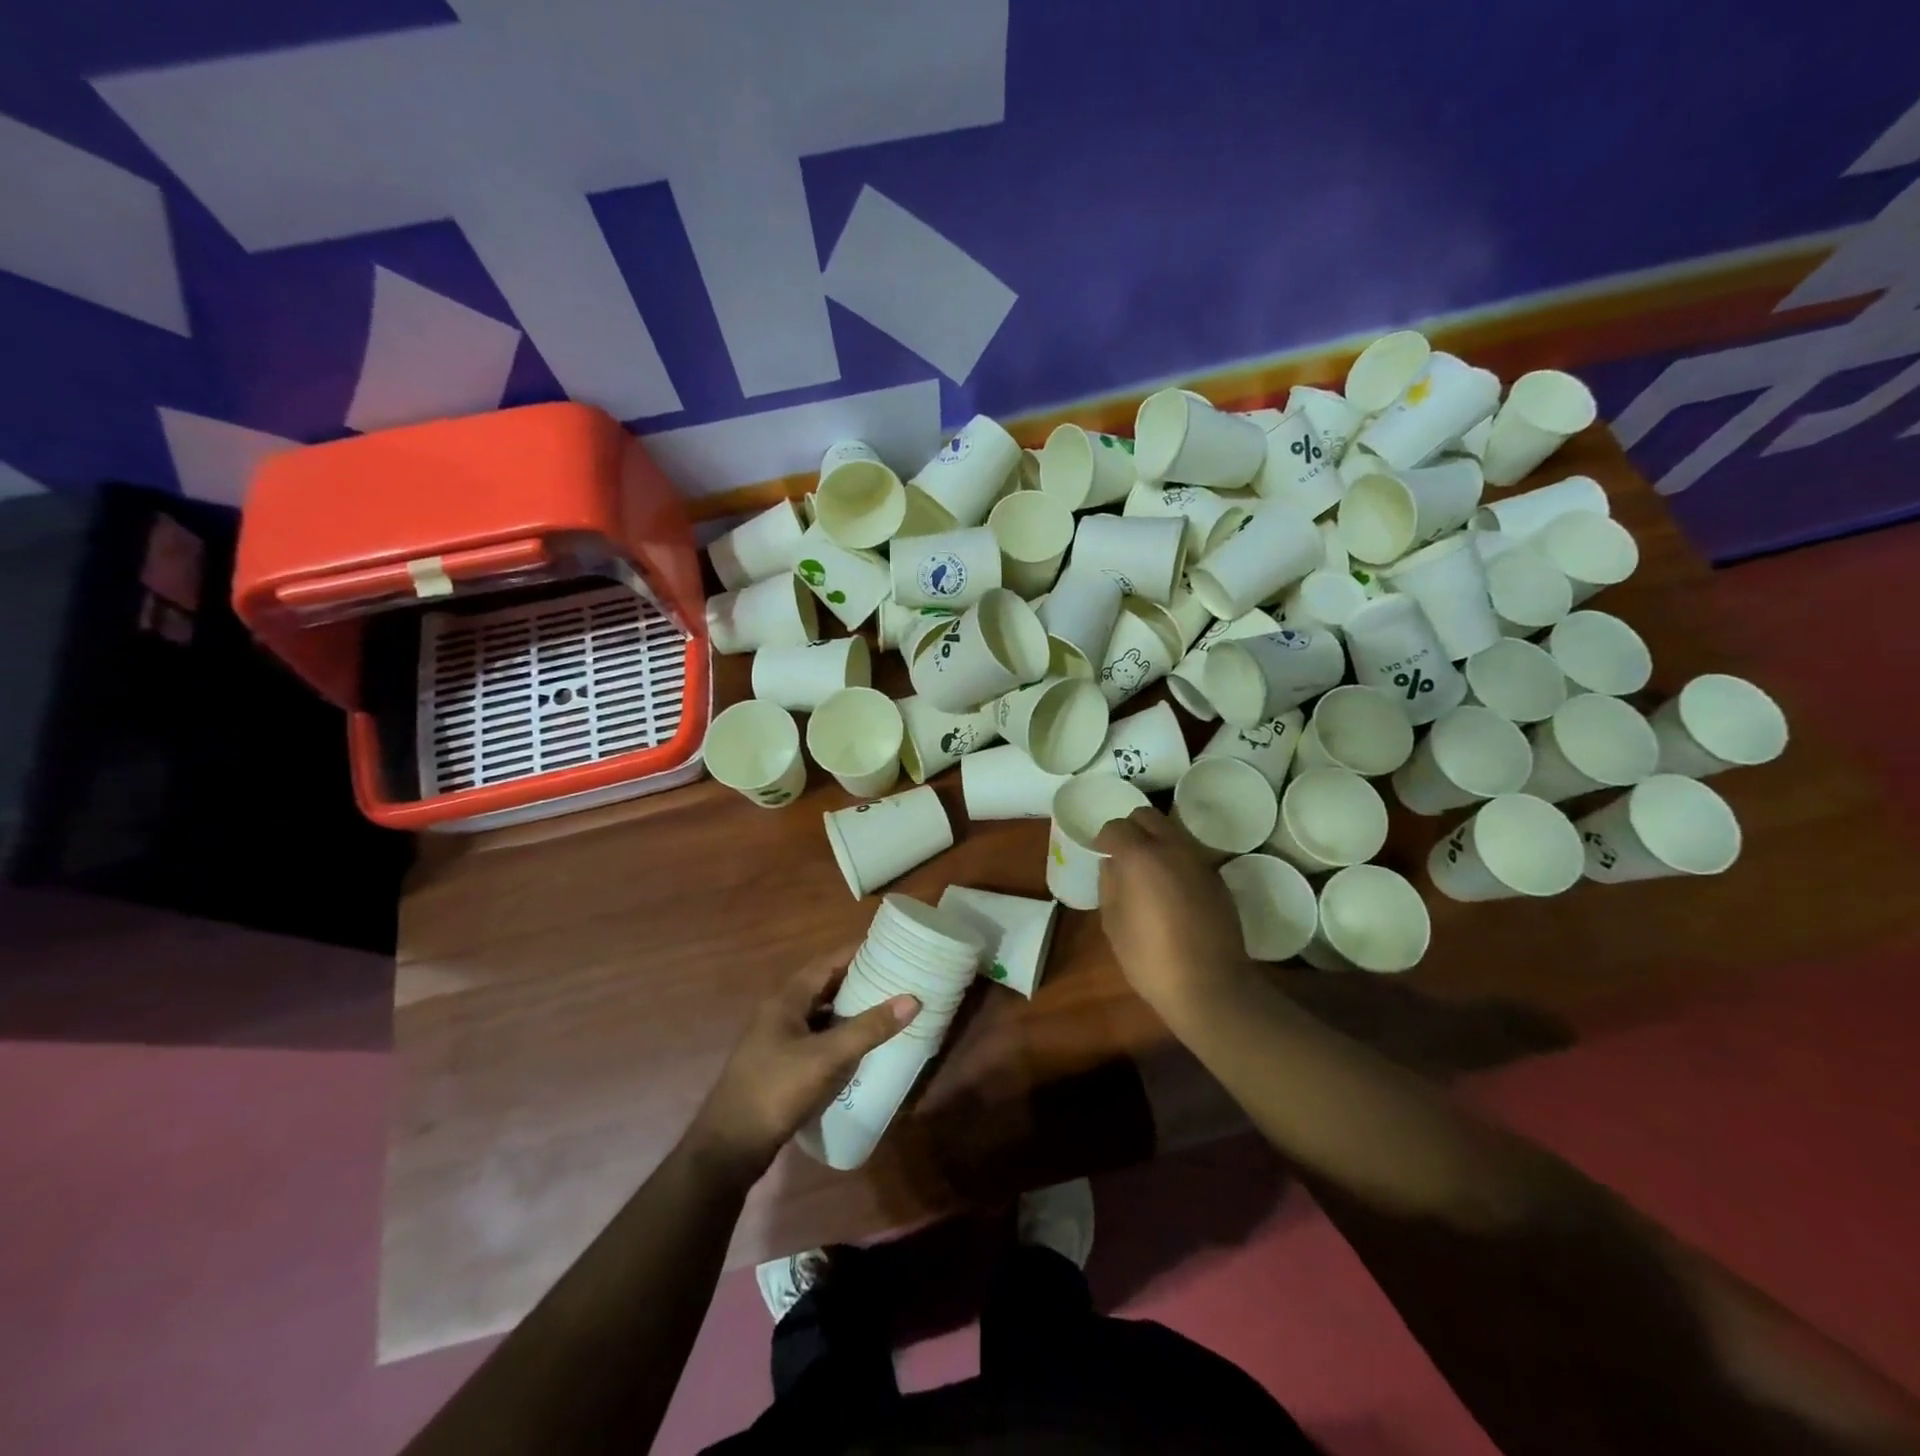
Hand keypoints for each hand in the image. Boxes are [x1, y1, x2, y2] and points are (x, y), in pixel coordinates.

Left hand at [690, 951, 916, 1181]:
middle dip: (858, 980)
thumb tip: (912, 999)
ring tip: (885, 1008)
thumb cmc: (777, 1090)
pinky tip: (860, 1049)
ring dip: (849, 1010)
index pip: (827, 962)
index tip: (889, 946)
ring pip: (820, 1015)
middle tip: (894, 978)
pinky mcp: (781, 1066)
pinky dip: (839, 1037)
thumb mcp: (827, 1058)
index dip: (856, 952)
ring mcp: (778, 1041)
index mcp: (786, 1000)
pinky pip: (817, 1040)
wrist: (729, 1148)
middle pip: (824, 987)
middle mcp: (780, 1013)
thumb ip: (868, 1029)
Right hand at [1095, 807, 1253, 1019]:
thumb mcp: (1114, 924)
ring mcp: (1199, 861)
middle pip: (1148, 816)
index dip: (1105, 840)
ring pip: (1173, 831)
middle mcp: (1172, 848)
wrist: (1211, 985)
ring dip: (1156, 841)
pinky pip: (1190, 854)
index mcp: (1140, 857)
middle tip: (1124, 855)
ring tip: (1148, 872)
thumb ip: (1109, 886)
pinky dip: (1176, 859)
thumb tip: (1112, 865)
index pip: (1116, 827)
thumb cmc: (1151, 959)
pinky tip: (1172, 890)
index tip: (1102, 855)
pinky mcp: (1217, 878)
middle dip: (1132, 828)